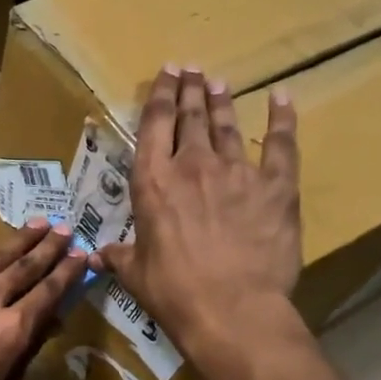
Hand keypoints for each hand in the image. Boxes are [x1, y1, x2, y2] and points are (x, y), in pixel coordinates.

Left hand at [0, 221, 86, 379]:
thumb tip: (49, 324)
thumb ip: (27, 352)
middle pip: (27, 265)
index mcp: (11, 330)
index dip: (68, 271)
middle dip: (50, 246)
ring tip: (36, 225)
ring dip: (19, 240)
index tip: (81, 255)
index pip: (49, 292)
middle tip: (66, 229)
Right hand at [97, 65, 303, 360]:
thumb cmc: (174, 292)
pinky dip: (282, 119)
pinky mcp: (276, 185)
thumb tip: (98, 255)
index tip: (166, 74)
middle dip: (190, 90)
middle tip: (191, 70)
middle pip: (191, 116)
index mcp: (153, 182)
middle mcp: (192, 166)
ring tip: (219, 83)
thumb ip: (119, 256)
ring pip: (228, 125)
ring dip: (222, 101)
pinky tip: (282, 98)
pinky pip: (281, 144)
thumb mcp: (136, 274)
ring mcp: (237, 171)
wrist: (231, 309)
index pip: (154, 125)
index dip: (160, 95)